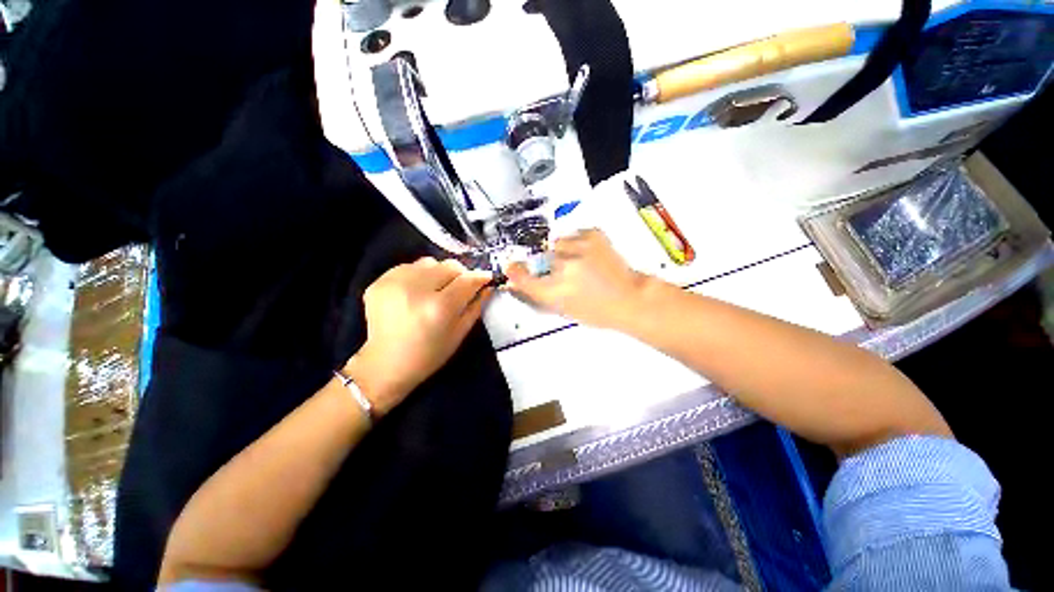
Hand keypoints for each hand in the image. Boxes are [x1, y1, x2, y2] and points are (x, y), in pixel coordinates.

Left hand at [346, 257, 494, 415]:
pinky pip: (409, 267)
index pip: (467, 279)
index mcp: (439, 307)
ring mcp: (394, 283)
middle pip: (449, 265)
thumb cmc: (429, 354)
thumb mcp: (460, 333)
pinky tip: (415, 293)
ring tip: (434, 290)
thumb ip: (476, 306)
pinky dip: (418, 276)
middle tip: (459, 288)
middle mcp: (416, 289)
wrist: (386, 364)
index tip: (487, 278)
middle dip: (460, 275)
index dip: (480, 277)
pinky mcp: (379, 281)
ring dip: (438, 273)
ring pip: (429, 262)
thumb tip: (488, 285)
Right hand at [507, 230, 647, 328]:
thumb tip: (520, 282)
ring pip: (558, 244)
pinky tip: (589, 254)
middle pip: (543, 259)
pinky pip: (574, 234)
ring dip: (563, 251)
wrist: (630, 298)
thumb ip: (541, 293)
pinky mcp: (593, 235)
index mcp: (555, 291)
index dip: (516, 272)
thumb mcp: (564, 309)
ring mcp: (579, 248)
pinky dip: (578, 243)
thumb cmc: (598, 311)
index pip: (523, 278)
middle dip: (550, 265)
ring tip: (580, 261)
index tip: (512, 267)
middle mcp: (563, 268)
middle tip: (567, 274)